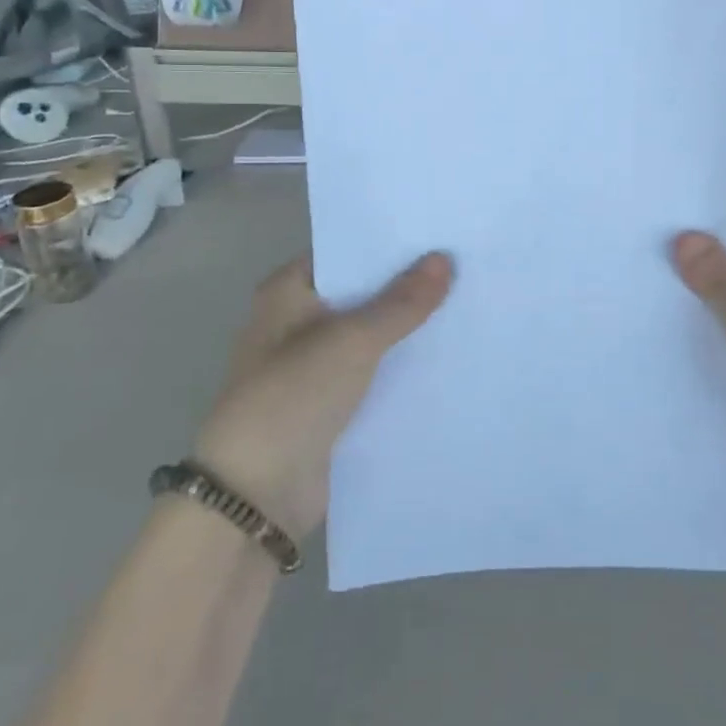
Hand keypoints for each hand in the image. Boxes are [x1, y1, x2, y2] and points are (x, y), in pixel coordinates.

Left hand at [195, 253, 453, 536]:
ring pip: (373, 332)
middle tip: (467, 261)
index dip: (391, 241)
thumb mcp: (352, 341)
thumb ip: (401, 302)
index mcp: (289, 291)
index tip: (440, 229)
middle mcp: (299, 320)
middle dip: (408, 282)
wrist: (255, 496)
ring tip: (469, 299)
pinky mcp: (332, 400)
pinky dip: (403, 362)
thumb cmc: (293, 397)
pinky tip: (449, 351)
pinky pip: (375, 370)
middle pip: (363, 291)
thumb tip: (445, 258)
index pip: (347, 250)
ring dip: (409, 325)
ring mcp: (315, 363)